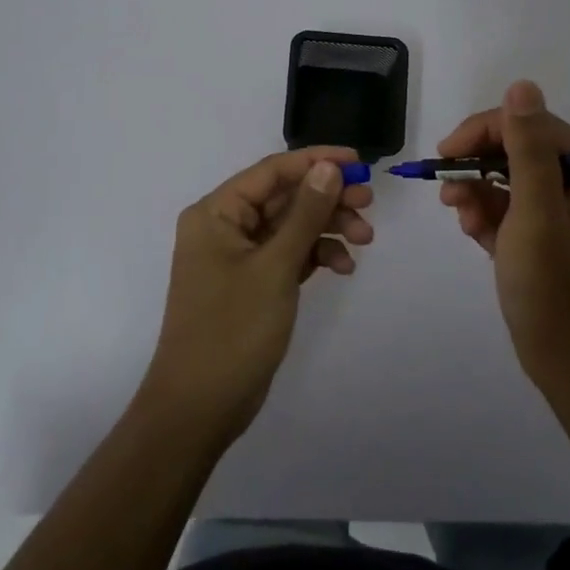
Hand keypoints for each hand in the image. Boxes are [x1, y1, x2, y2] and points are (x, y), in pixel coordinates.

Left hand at [141, 146, 373, 442]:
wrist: (200, 408)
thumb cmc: (232, 330)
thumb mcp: (275, 267)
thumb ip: (305, 214)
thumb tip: (329, 167)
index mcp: (216, 212)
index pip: (272, 171)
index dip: (316, 161)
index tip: (359, 163)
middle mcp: (224, 226)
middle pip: (284, 197)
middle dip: (328, 198)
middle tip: (369, 204)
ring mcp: (238, 257)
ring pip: (291, 226)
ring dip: (327, 228)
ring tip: (364, 240)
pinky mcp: (252, 283)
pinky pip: (289, 254)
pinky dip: (316, 255)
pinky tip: (343, 267)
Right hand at [437, 81, 569, 397]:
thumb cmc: (555, 292)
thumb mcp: (536, 216)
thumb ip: (526, 150)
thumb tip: (522, 85)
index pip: (531, 125)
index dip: (484, 131)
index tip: (445, 154)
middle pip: (516, 149)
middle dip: (477, 167)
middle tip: (445, 189)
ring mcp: (563, 209)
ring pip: (506, 177)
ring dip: (476, 192)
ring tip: (459, 217)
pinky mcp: (545, 233)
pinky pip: (507, 206)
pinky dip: (485, 215)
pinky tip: (473, 234)